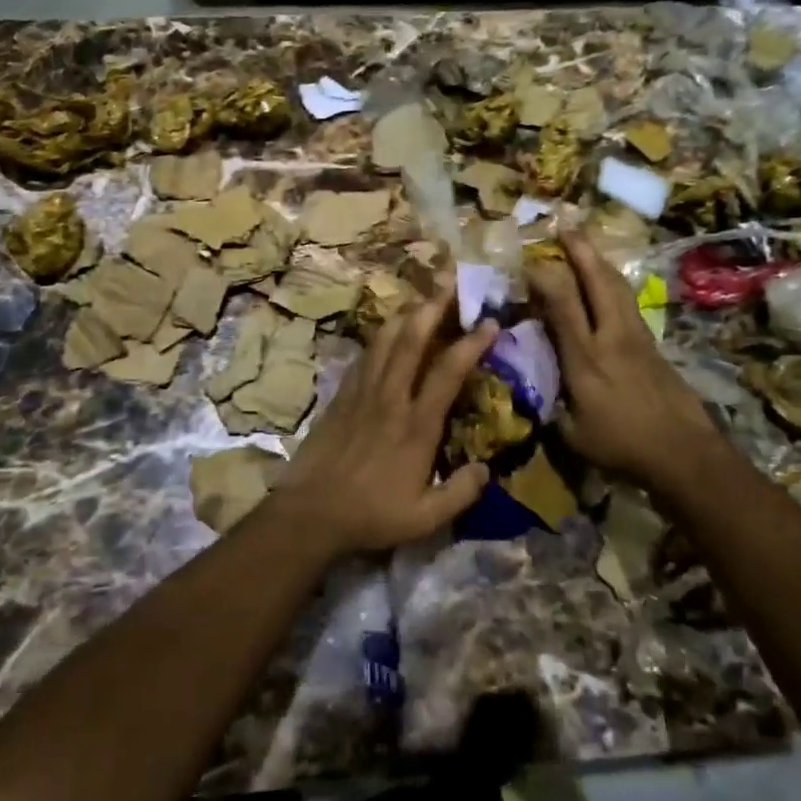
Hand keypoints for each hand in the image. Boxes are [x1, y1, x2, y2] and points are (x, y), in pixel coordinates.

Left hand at [276, 281, 497, 554]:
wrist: (311, 512)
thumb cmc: (370, 515)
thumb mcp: (425, 518)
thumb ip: (460, 492)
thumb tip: (487, 468)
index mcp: (416, 425)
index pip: (448, 372)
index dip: (471, 343)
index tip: (489, 322)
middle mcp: (390, 398)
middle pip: (412, 339)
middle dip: (433, 307)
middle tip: (451, 282)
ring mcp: (362, 392)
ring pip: (385, 339)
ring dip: (406, 313)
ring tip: (423, 296)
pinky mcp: (341, 395)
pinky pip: (364, 355)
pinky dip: (380, 336)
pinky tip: (387, 329)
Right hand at [527, 229, 727, 496]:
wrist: (685, 453)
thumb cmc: (622, 447)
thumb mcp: (572, 434)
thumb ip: (550, 404)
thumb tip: (534, 386)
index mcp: (586, 358)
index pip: (562, 304)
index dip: (545, 278)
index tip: (529, 260)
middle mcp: (611, 337)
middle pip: (597, 282)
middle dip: (580, 250)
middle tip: (565, 223)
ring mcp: (636, 338)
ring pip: (618, 287)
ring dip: (599, 261)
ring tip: (585, 243)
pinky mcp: (653, 345)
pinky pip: (628, 302)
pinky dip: (613, 283)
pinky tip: (608, 282)